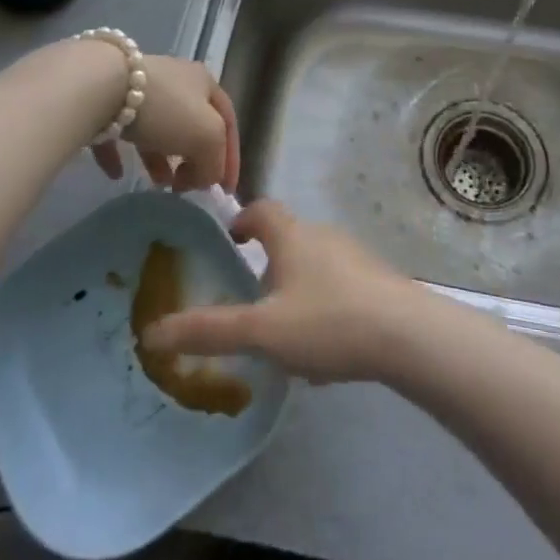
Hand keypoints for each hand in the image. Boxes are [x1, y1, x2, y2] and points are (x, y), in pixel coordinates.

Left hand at [90, 53, 239, 193]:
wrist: (101, 86)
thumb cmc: (165, 109)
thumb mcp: (208, 137)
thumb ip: (215, 162)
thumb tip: (205, 178)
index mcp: (204, 82)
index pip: (228, 121)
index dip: (230, 156)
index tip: (224, 191)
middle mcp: (175, 80)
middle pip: (192, 124)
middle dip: (193, 159)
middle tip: (187, 186)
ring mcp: (138, 89)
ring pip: (157, 128)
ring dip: (160, 159)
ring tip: (159, 185)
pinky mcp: (105, 100)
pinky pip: (118, 132)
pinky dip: (121, 154)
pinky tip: (116, 174)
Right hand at [137, 199, 422, 383]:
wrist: (407, 335)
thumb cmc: (328, 321)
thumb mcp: (262, 331)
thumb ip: (209, 331)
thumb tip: (152, 332)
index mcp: (293, 236)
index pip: (262, 210)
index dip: (242, 221)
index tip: (231, 241)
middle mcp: (324, 236)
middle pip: (290, 238)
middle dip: (269, 263)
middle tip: (252, 299)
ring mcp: (356, 257)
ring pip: (316, 265)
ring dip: (298, 288)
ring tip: (286, 331)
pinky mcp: (379, 281)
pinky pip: (341, 287)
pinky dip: (325, 306)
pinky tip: (326, 349)